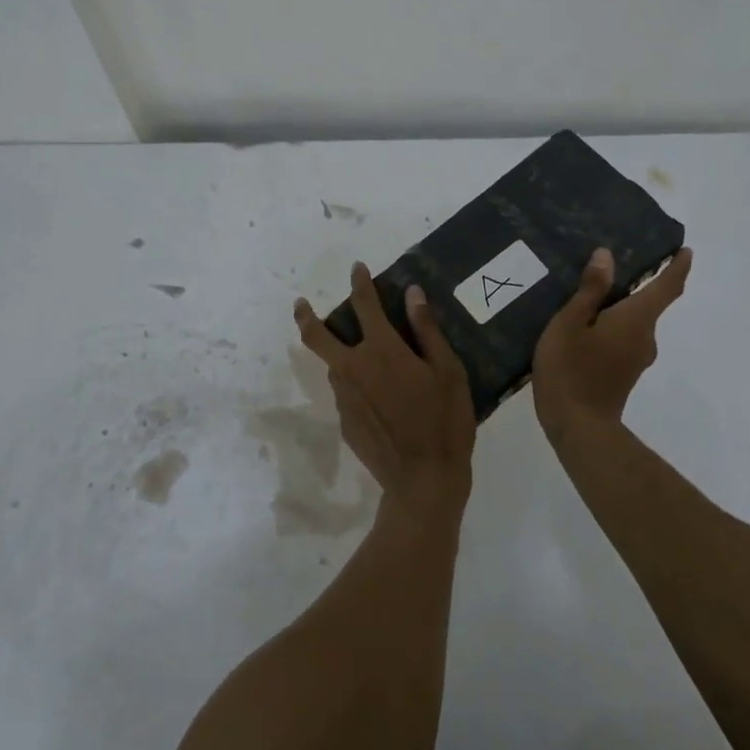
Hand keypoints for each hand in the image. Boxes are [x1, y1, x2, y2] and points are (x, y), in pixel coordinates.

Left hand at [294, 263, 476, 521]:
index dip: (360, 282)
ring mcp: (344, 397)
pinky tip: (378, 398)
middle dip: (306, 316)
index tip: (357, 268)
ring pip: (332, 366)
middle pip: (317, 336)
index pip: (364, 304)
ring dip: (339, 354)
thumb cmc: (444, 422)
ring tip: (364, 358)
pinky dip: (354, 384)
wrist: (423, 481)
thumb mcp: (448, 371)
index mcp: (381, 350)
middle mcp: (353, 368)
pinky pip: (345, 393)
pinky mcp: (344, 422)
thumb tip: (412, 293)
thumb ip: (427, 330)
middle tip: (302, 304)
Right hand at [532, 246, 693, 438]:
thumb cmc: (571, 369)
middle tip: (609, 267)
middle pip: (648, 305)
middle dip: (637, 285)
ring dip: (619, 308)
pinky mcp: (625, 373)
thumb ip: (590, 290)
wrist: (578, 427)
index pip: (667, 288)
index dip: (678, 267)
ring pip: (633, 323)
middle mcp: (645, 337)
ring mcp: (636, 358)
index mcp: (636, 320)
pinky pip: (623, 339)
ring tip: (589, 295)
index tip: (686, 251)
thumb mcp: (570, 323)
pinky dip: (611, 326)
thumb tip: (607, 256)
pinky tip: (584, 327)